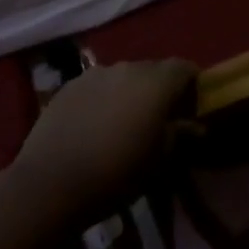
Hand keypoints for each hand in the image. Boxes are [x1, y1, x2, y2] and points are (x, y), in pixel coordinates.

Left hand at [8, 60, 196, 228]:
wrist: (52, 182)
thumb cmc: (117, 173)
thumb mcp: (159, 161)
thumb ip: (180, 136)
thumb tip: (196, 126)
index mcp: (155, 82)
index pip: (183, 68)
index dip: (191, 84)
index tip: (190, 107)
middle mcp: (127, 67)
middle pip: (153, 70)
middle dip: (159, 89)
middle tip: (157, 118)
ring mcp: (95, 73)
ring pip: (123, 76)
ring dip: (129, 92)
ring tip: (123, 122)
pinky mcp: (69, 85)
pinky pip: (97, 85)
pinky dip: (103, 98)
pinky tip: (95, 125)